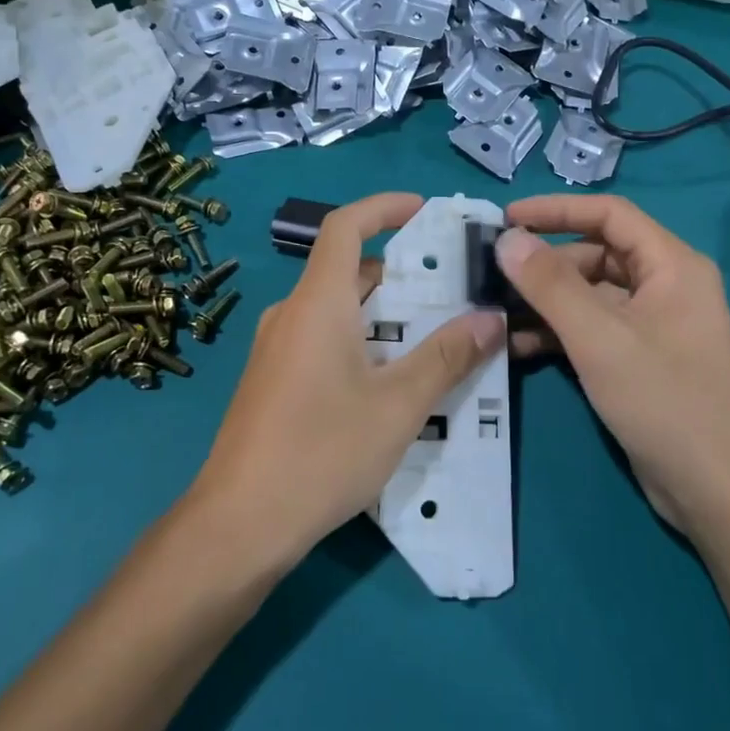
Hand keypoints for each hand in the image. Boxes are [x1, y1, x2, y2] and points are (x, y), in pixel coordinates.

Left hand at [185, 193, 504, 573]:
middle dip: (403, 272)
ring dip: (386, 314)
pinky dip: (362, 340)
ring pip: (339, 310)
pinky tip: (393, 380)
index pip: (345, 226)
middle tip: (454, 289)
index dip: (384, 207)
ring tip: (437, 335)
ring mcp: (278, 348)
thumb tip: (490, 319)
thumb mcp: (398, 406)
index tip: (425, 209)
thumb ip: (446, 357)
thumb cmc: (321, 452)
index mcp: (318, 302)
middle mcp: (292, 313)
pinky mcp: (273, 379)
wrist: (239, 523)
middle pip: (349, 270)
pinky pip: (324, 339)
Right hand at [497, 195, 729, 531]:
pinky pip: (592, 328)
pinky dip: (557, 332)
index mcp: (671, 265)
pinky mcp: (639, 358)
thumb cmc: (664, 400)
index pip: (608, 214)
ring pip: (589, 294)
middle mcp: (664, 285)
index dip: (555, 210)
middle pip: (595, 253)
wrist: (717, 492)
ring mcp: (652, 324)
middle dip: (544, 263)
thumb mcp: (599, 337)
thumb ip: (550, 284)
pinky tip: (518, 347)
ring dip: (545, 301)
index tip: (506, 218)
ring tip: (496, 312)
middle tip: (493, 275)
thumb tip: (507, 239)